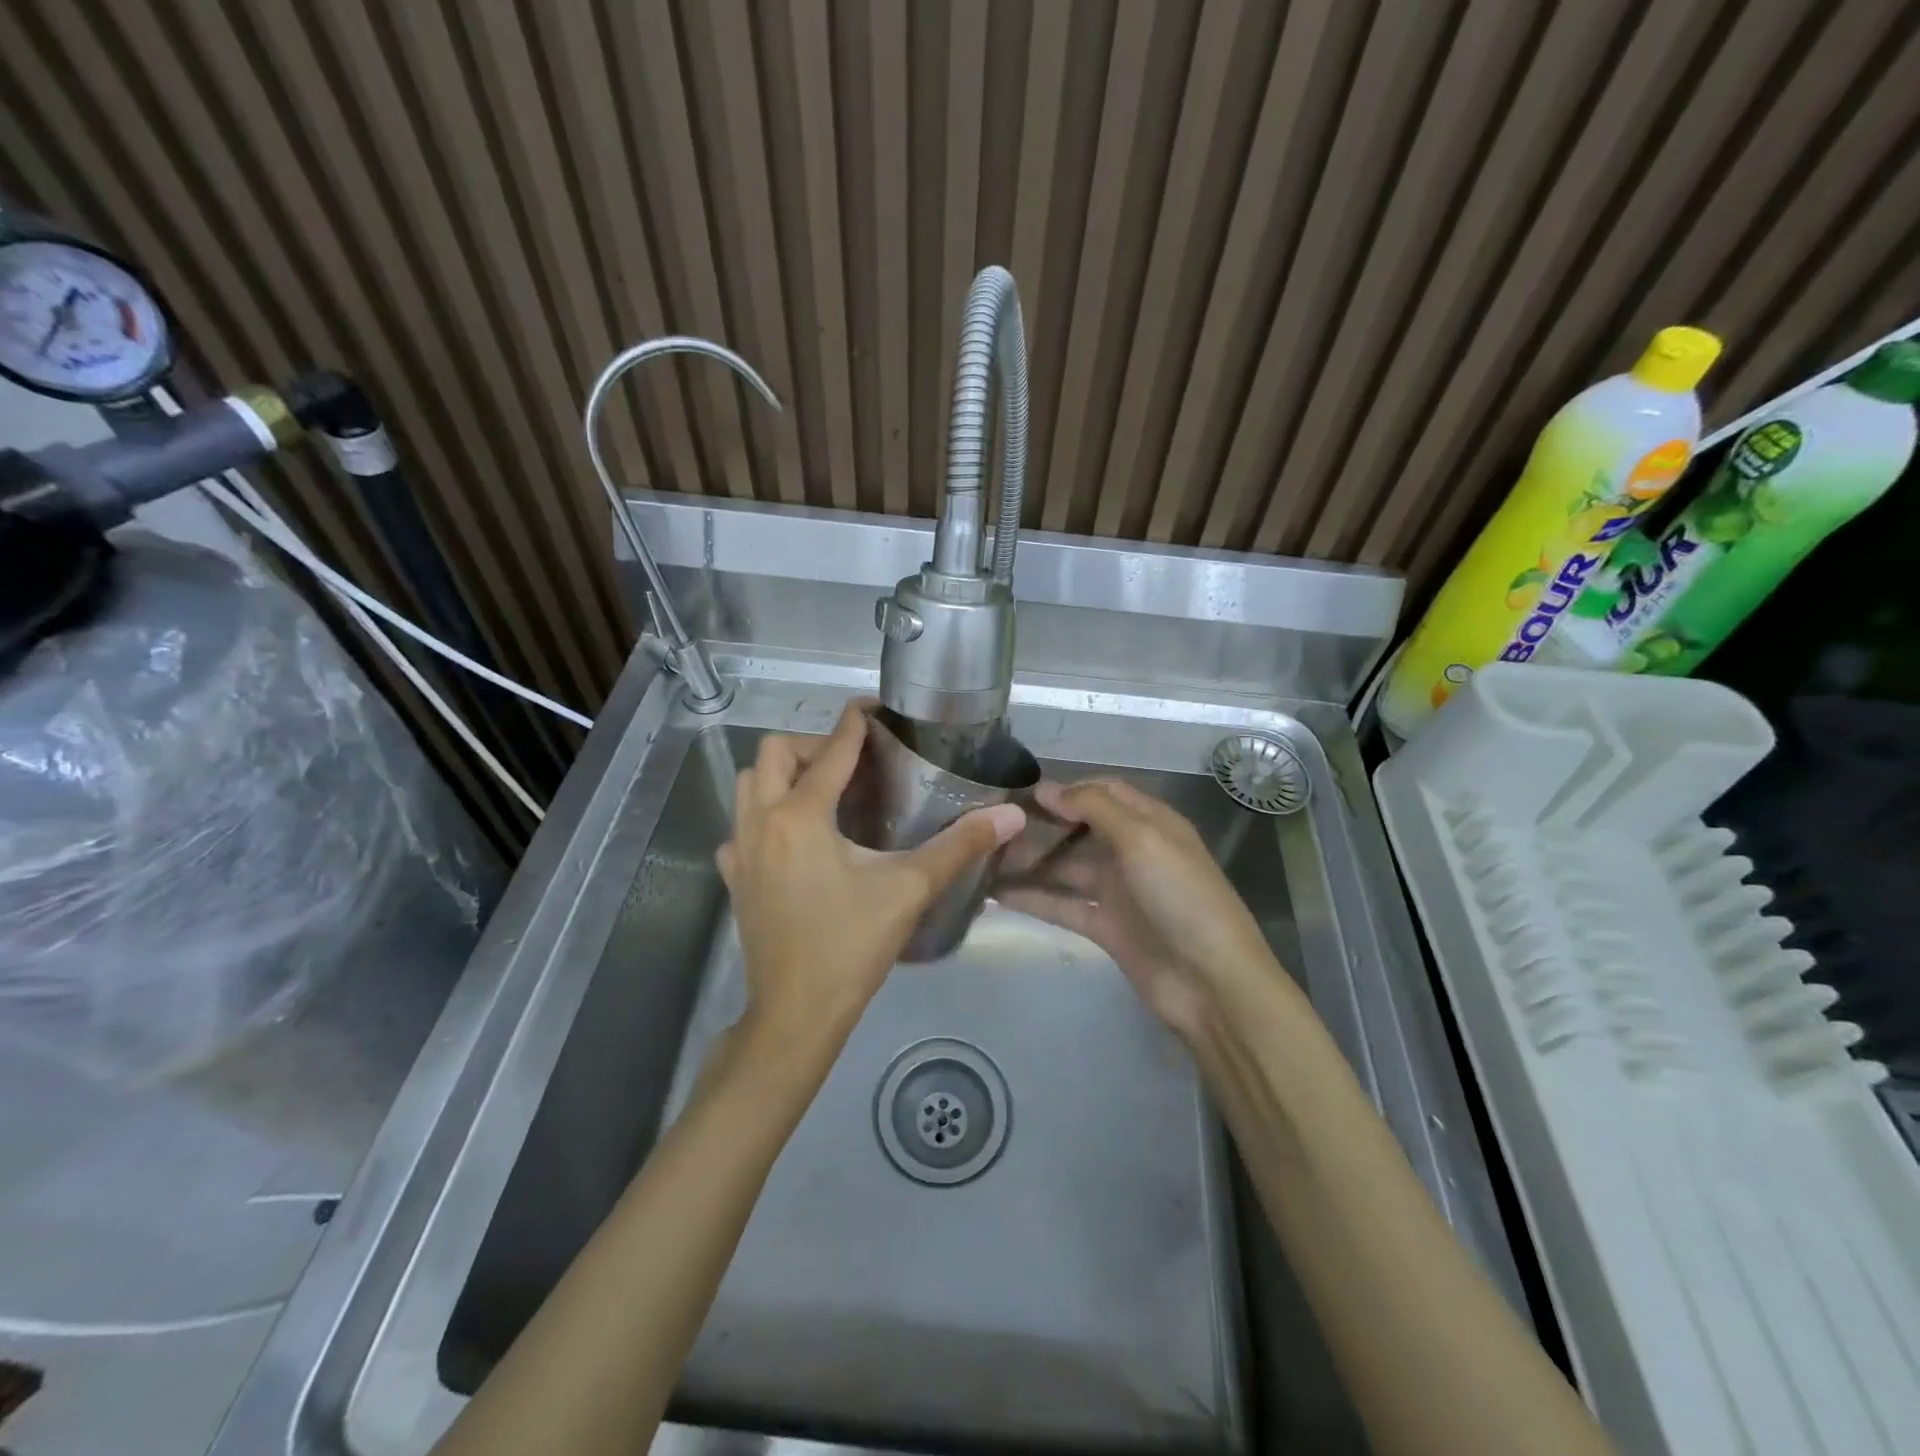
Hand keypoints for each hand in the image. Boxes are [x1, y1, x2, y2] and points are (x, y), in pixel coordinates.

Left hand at [717, 703, 1024, 1056]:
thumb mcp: (909, 891)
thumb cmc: (851, 948)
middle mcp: (760, 821)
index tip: (874, 709)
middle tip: (852, 764)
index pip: (830, 749)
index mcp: (801, 816)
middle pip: (774, 753)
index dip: (854, 722)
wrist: (795, 1014)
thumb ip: (960, 846)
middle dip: (812, 745)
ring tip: (825, 793)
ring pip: (749, 783)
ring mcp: (738, 849)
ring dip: (783, 774)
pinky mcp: (733, 876)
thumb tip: (1010, 815)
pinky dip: (765, 814)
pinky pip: (741, 824)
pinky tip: (796, 840)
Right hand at [999, 779, 1282, 1036]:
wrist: (1211, 983)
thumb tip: (1048, 789)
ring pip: (1065, 868)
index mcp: (1150, 823)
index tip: (1020, 793)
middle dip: (1040, 825)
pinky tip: (995, 893)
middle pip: (1079, 829)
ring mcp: (1118, 891)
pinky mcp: (1105, 927)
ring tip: (983, 857)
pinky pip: (1062, 905)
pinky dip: (1033, 898)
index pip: (1103, 792)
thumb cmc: (1181, 897)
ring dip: (1030, 862)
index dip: (1065, 790)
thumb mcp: (1142, 839)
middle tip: (992, 825)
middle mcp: (1132, 851)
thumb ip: (1094, 808)